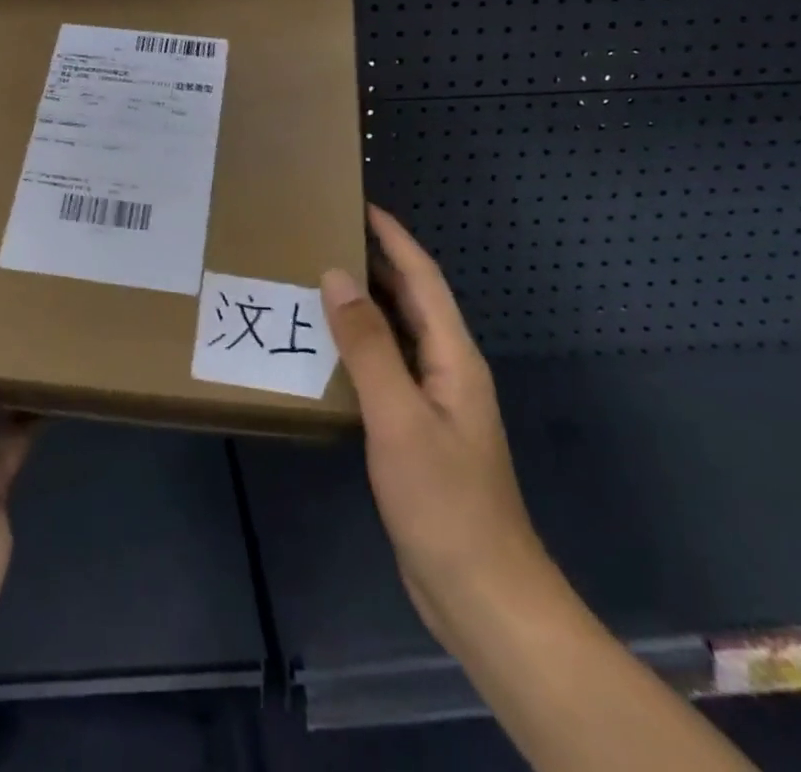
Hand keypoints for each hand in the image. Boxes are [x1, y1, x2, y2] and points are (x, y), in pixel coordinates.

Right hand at [321, 205, 544, 652]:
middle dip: (377, 262)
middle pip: (412, 300)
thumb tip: (337, 277)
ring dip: (365, 303)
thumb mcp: (399, 418)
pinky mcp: (416, 431)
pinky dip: (358, 347)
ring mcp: (434, 402)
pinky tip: (326, 350)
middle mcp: (447, 369)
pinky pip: (385, 369)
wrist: (482, 596)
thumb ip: (368, 345)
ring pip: (397, 334)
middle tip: (326, 235)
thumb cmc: (445, 502)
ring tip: (318, 279)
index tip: (360, 205)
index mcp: (453, 357)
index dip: (395, 238)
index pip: (423, 278)